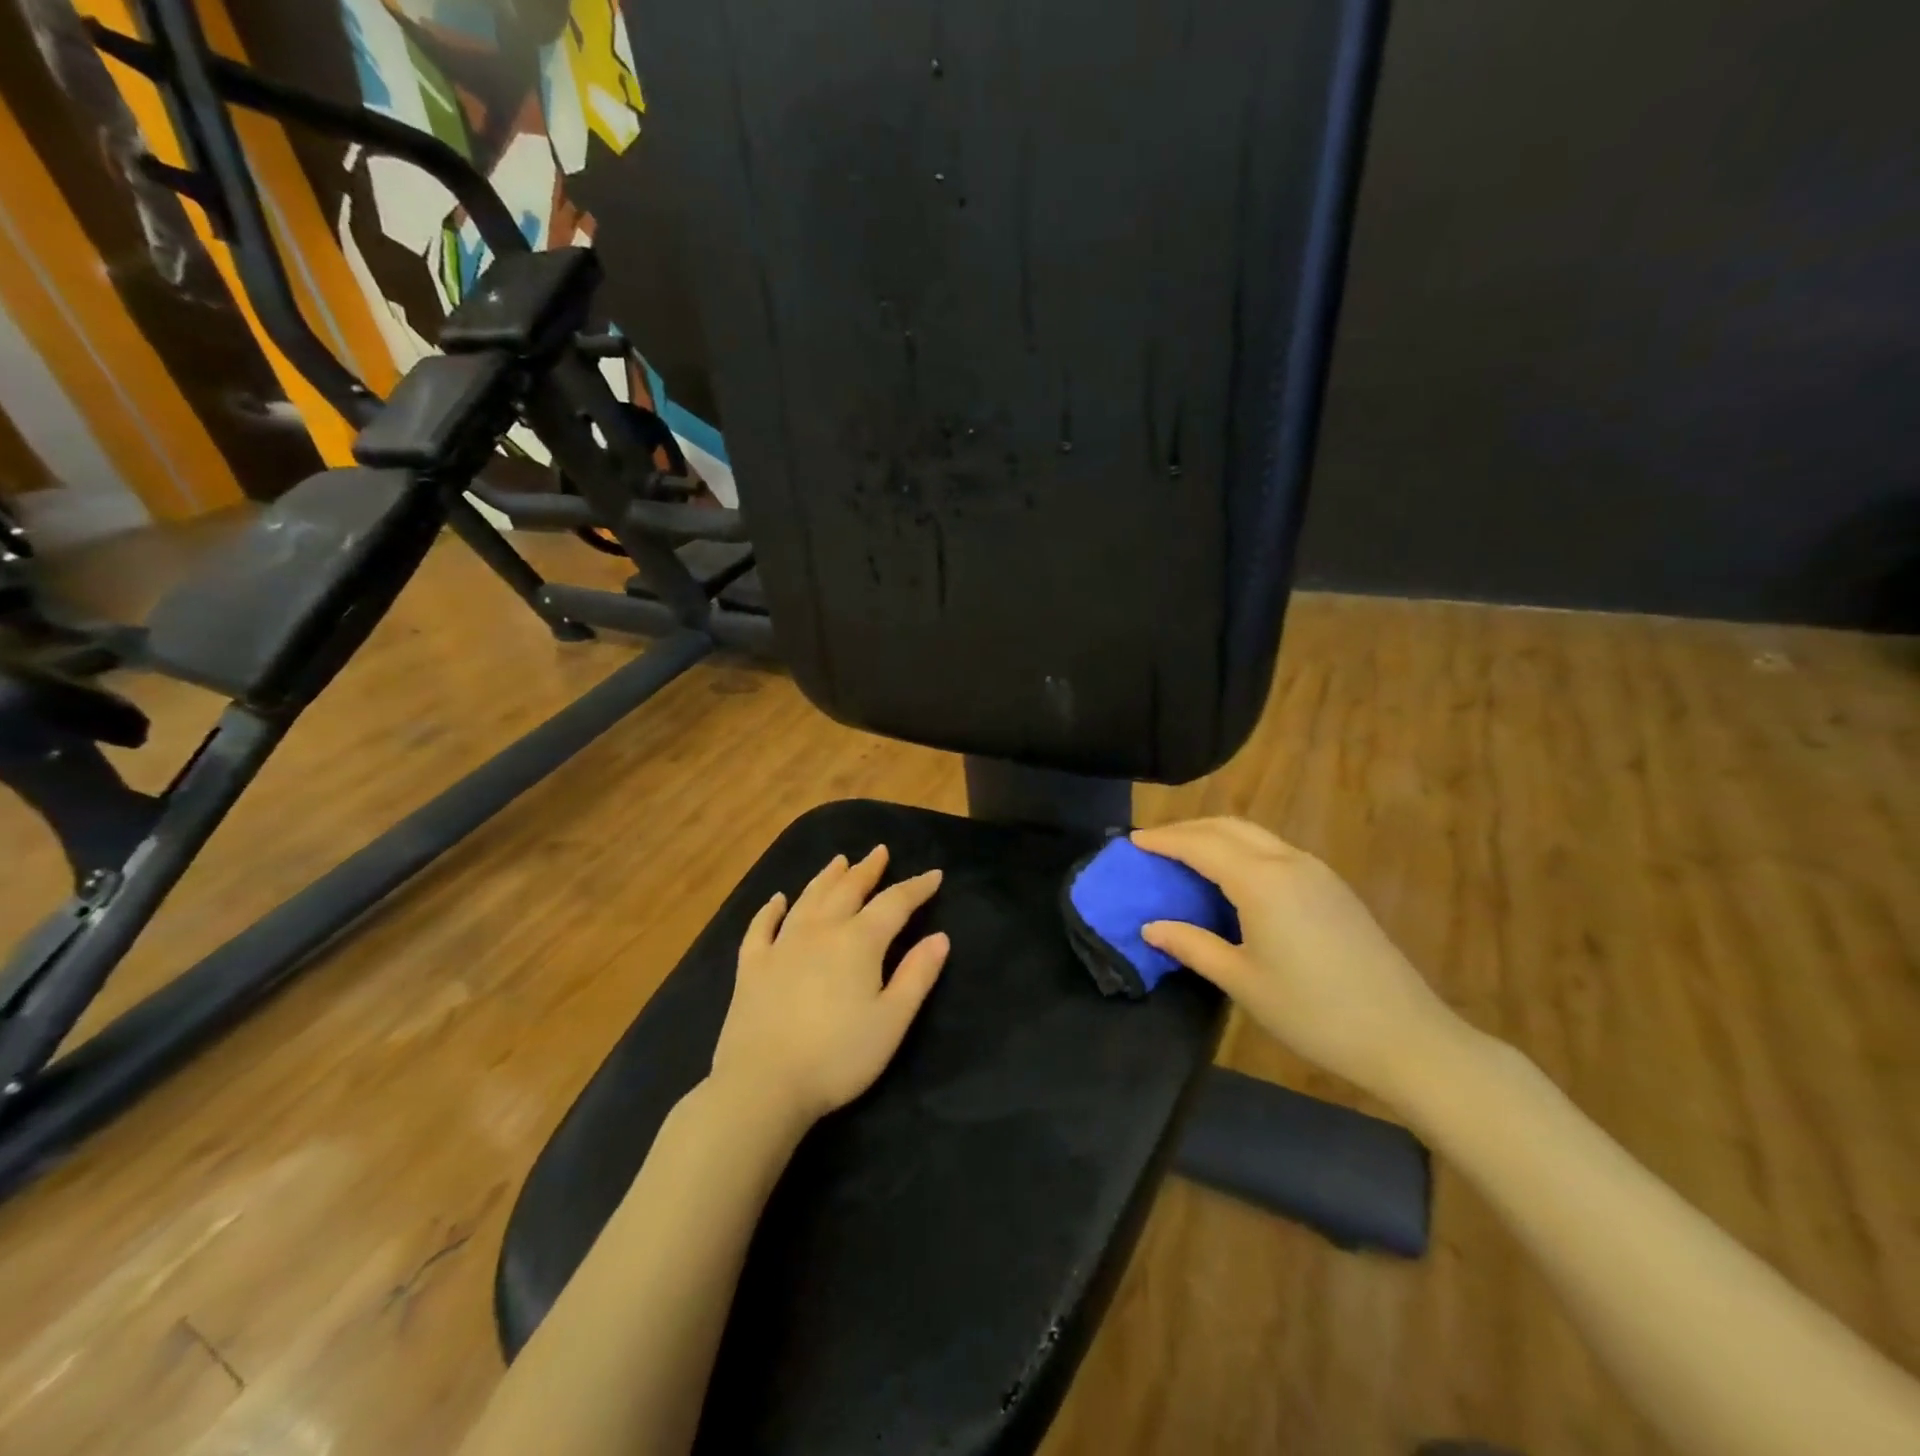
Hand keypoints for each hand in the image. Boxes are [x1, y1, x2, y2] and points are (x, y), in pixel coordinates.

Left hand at [710, 846, 948, 1126]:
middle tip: (879, 852)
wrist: (763, 1085)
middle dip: (868, 870)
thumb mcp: (891, 1020)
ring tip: (839, 861)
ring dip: (826, 878)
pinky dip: (770, 909)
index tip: (934, 875)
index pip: (894, 903)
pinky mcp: (751, 966)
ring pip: (808, 899)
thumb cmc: (838, 1056)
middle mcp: (820, 931)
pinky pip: (761, 927)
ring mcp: (781, 945)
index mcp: (859, 941)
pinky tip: (776, 900)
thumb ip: (917, 976)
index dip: (916, 887)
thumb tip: (940, 937)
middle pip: (848, 890)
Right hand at [1131, 818, 1468, 1105]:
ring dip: (1216, 837)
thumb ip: (1192, 946)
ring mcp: (1316, 872)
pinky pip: (1274, 851)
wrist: (1406, 1037)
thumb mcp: (1242, 981)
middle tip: (1154, 845)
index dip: (1163, 840)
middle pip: (1228, 827)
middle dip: (1187, 830)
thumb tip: (1151, 927)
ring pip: (1254, 836)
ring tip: (1186, 857)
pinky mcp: (1333, 887)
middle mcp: (1288, 862)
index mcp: (1261, 881)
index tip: (1132, 841)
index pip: (1200, 845)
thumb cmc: (1313, 1012)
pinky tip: (1231, 878)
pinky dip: (1241, 851)